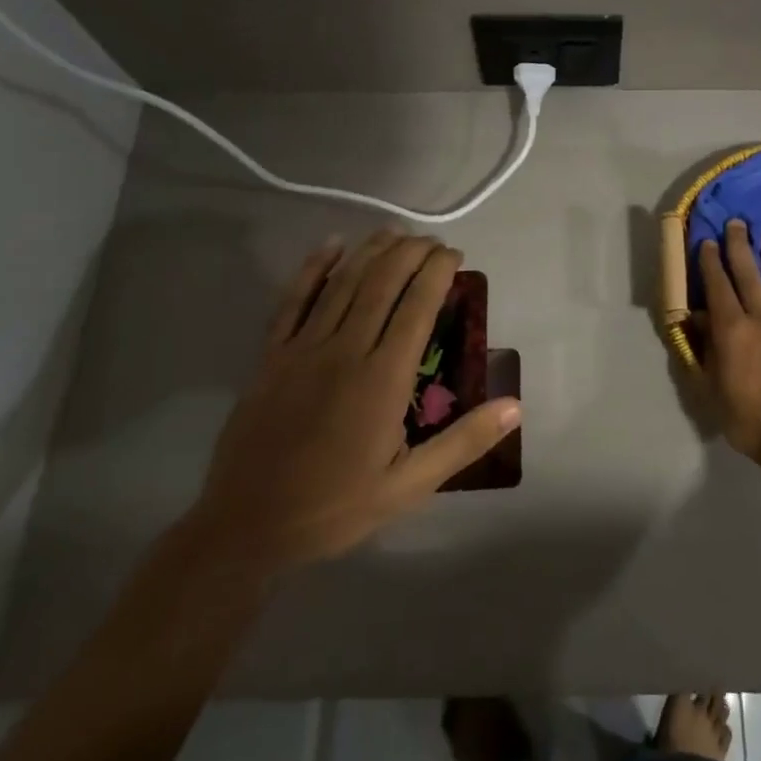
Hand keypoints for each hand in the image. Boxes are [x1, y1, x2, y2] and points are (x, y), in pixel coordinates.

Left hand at [193, 230, 520, 568]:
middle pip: (381, 283)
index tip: (454, 254)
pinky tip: (330, 246)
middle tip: (431, 241)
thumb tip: (515, 405)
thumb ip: (463, 442)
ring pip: (342, 283)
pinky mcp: (271, 357)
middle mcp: (344, 351)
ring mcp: (302, 350)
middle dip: (410, 253)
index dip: (437, 271)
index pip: (417, 306)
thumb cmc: (335, 507)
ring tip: (394, 232)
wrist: (246, 528)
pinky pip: (293, 301)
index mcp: (382, 379)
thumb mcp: (409, 487)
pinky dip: (312, 269)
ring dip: (370, 251)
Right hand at [695, 220, 760, 468]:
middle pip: (748, 275)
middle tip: (735, 223)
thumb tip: (698, 320)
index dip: (710, 262)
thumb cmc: (748, 420)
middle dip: (739, 247)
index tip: (706, 241)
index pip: (718, 287)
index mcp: (732, 332)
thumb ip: (705, 350)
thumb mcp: (712, 390)